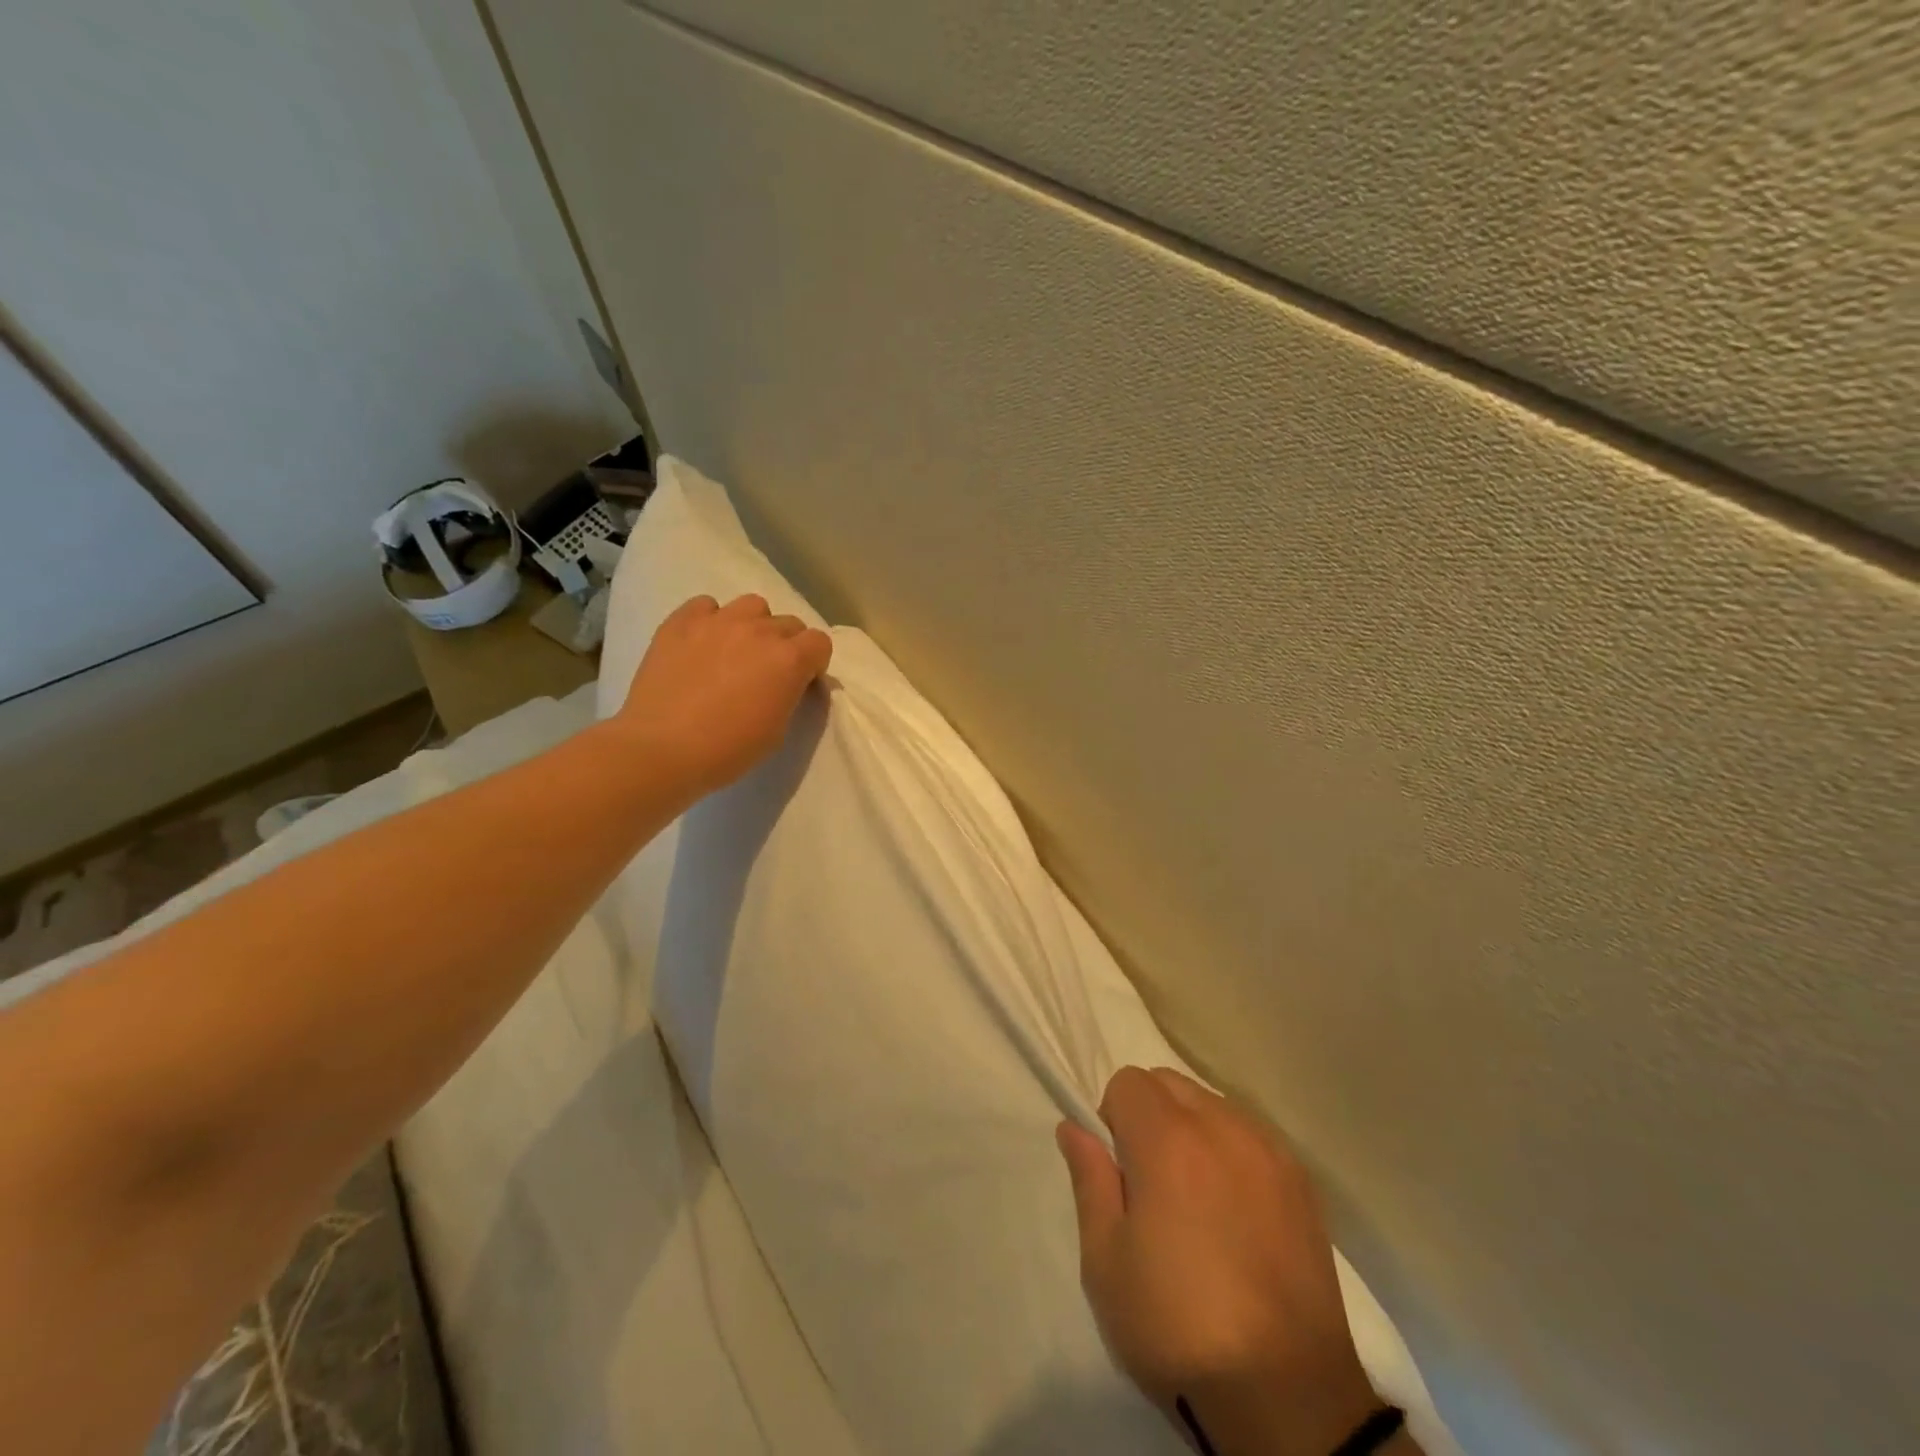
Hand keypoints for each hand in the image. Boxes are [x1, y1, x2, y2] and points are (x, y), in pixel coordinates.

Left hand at [615, 593, 832, 798]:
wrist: (662, 749)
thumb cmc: (728, 750)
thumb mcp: (777, 730)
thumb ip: (789, 695)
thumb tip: (786, 682)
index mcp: (789, 659)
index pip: (820, 642)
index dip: (813, 662)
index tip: (799, 682)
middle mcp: (759, 630)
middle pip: (788, 624)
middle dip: (785, 645)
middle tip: (766, 672)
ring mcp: (718, 621)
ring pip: (752, 606)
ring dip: (753, 625)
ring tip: (735, 650)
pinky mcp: (681, 621)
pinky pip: (706, 606)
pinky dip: (710, 620)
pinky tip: (701, 644)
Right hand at [1058, 1067, 1394, 1455]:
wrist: (1288, 1398)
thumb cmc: (1179, 1328)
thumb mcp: (1106, 1261)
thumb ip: (1089, 1180)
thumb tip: (1074, 1127)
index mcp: (1169, 1140)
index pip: (1127, 1082)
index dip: (1112, 1118)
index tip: (1119, 1171)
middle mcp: (1222, 1127)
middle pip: (1170, 1083)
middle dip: (1150, 1114)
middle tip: (1151, 1183)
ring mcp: (1269, 1151)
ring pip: (1212, 1104)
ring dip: (1192, 1128)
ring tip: (1196, 1198)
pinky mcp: (1302, 1182)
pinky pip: (1251, 1135)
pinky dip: (1232, 1150)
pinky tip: (1236, 1211)